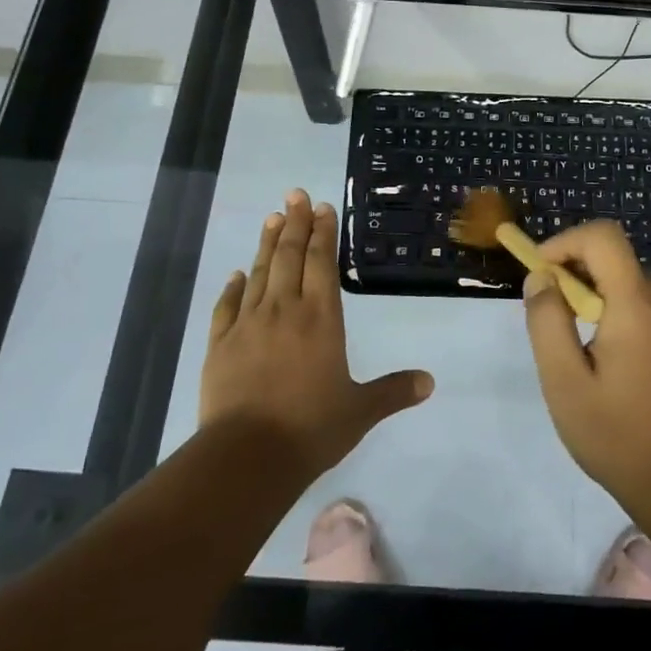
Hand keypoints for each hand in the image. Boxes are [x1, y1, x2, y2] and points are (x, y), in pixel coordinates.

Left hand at [201, 188, 432, 478]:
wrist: (247, 456)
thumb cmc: (310, 429)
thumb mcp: (360, 411)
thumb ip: (393, 391)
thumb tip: (430, 381)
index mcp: (321, 319)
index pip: (322, 263)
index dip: (322, 233)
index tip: (321, 208)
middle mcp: (284, 310)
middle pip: (289, 257)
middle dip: (294, 223)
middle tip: (294, 194)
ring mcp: (248, 324)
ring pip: (259, 273)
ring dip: (267, 244)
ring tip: (272, 218)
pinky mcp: (220, 344)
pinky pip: (226, 306)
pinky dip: (232, 287)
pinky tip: (236, 274)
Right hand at [522, 220, 650, 512]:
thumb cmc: (618, 435)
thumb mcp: (564, 381)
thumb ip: (547, 321)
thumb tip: (540, 278)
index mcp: (637, 305)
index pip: (603, 237)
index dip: (566, 241)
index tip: (540, 272)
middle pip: (614, 258)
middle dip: (574, 273)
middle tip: (550, 317)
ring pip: (627, 281)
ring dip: (594, 295)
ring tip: (576, 346)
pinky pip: (644, 304)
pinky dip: (616, 311)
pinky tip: (606, 359)